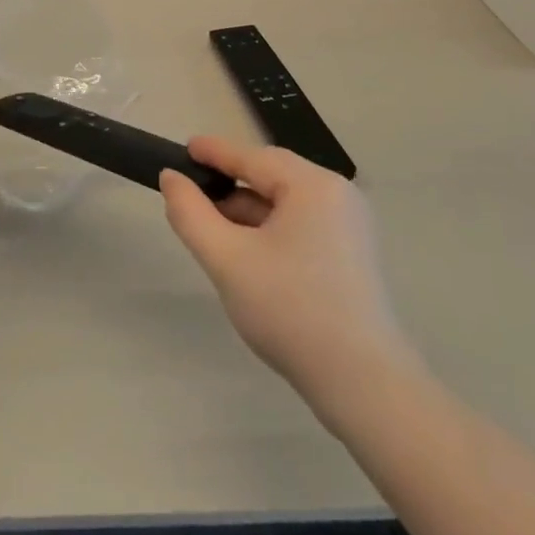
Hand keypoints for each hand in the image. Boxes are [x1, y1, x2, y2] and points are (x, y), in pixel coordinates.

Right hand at [161, 136, 411, 400]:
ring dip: (249, 213)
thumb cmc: (291, 311)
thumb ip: (191, 214)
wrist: (363, 385)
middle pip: (271, 178)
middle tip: (192, 196)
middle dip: (230, 188)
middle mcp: (337, 195)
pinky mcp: (353, 255)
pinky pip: (302, 225)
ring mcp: (350, 226)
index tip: (183, 148)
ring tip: (214, 232)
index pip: (252, 157)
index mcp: (313, 186)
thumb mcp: (228, 260)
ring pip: (286, 204)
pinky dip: (271, 231)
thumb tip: (171, 178)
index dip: (214, 152)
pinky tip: (249, 255)